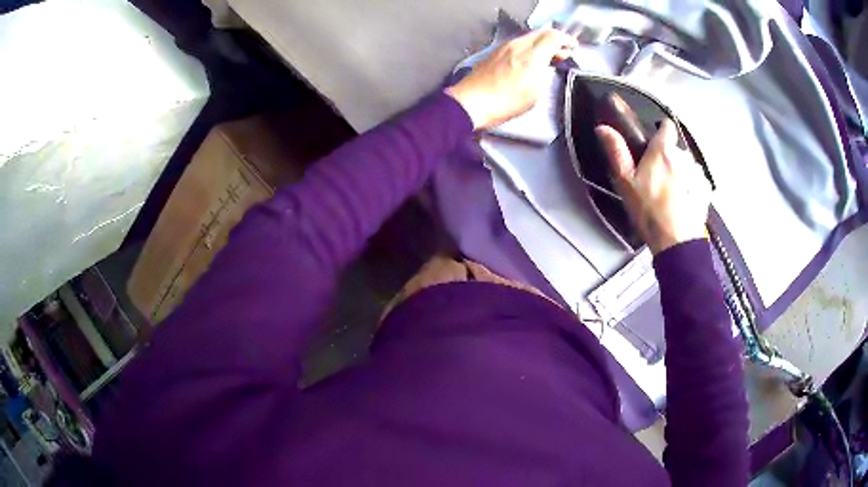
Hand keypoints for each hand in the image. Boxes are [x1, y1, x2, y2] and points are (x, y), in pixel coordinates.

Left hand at [445, 29, 576, 129]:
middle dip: (555, 39)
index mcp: (531, 54)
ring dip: (542, 43)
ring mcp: (504, 47)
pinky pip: (517, 44)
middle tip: (564, 51)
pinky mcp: (495, 53)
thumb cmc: (504, 102)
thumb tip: (547, 66)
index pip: (553, 36)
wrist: (471, 103)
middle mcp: (517, 45)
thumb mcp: (534, 93)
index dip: (566, 40)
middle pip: (541, 33)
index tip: (573, 46)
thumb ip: (544, 74)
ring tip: (549, 56)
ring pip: (529, 37)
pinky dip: (529, 47)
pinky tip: (530, 59)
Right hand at [595, 120, 711, 253]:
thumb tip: (603, 128)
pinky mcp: (706, 189)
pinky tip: (682, 203)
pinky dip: (691, 188)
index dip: (661, 132)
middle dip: (669, 159)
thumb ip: (617, 152)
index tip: (654, 146)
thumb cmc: (649, 211)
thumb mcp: (626, 182)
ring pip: (687, 166)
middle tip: (657, 180)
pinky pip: (697, 181)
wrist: (676, 241)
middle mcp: (684, 156)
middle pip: (676, 150)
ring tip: (671, 195)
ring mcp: (697, 173)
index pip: (667, 126)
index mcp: (663, 150)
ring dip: (681, 174)